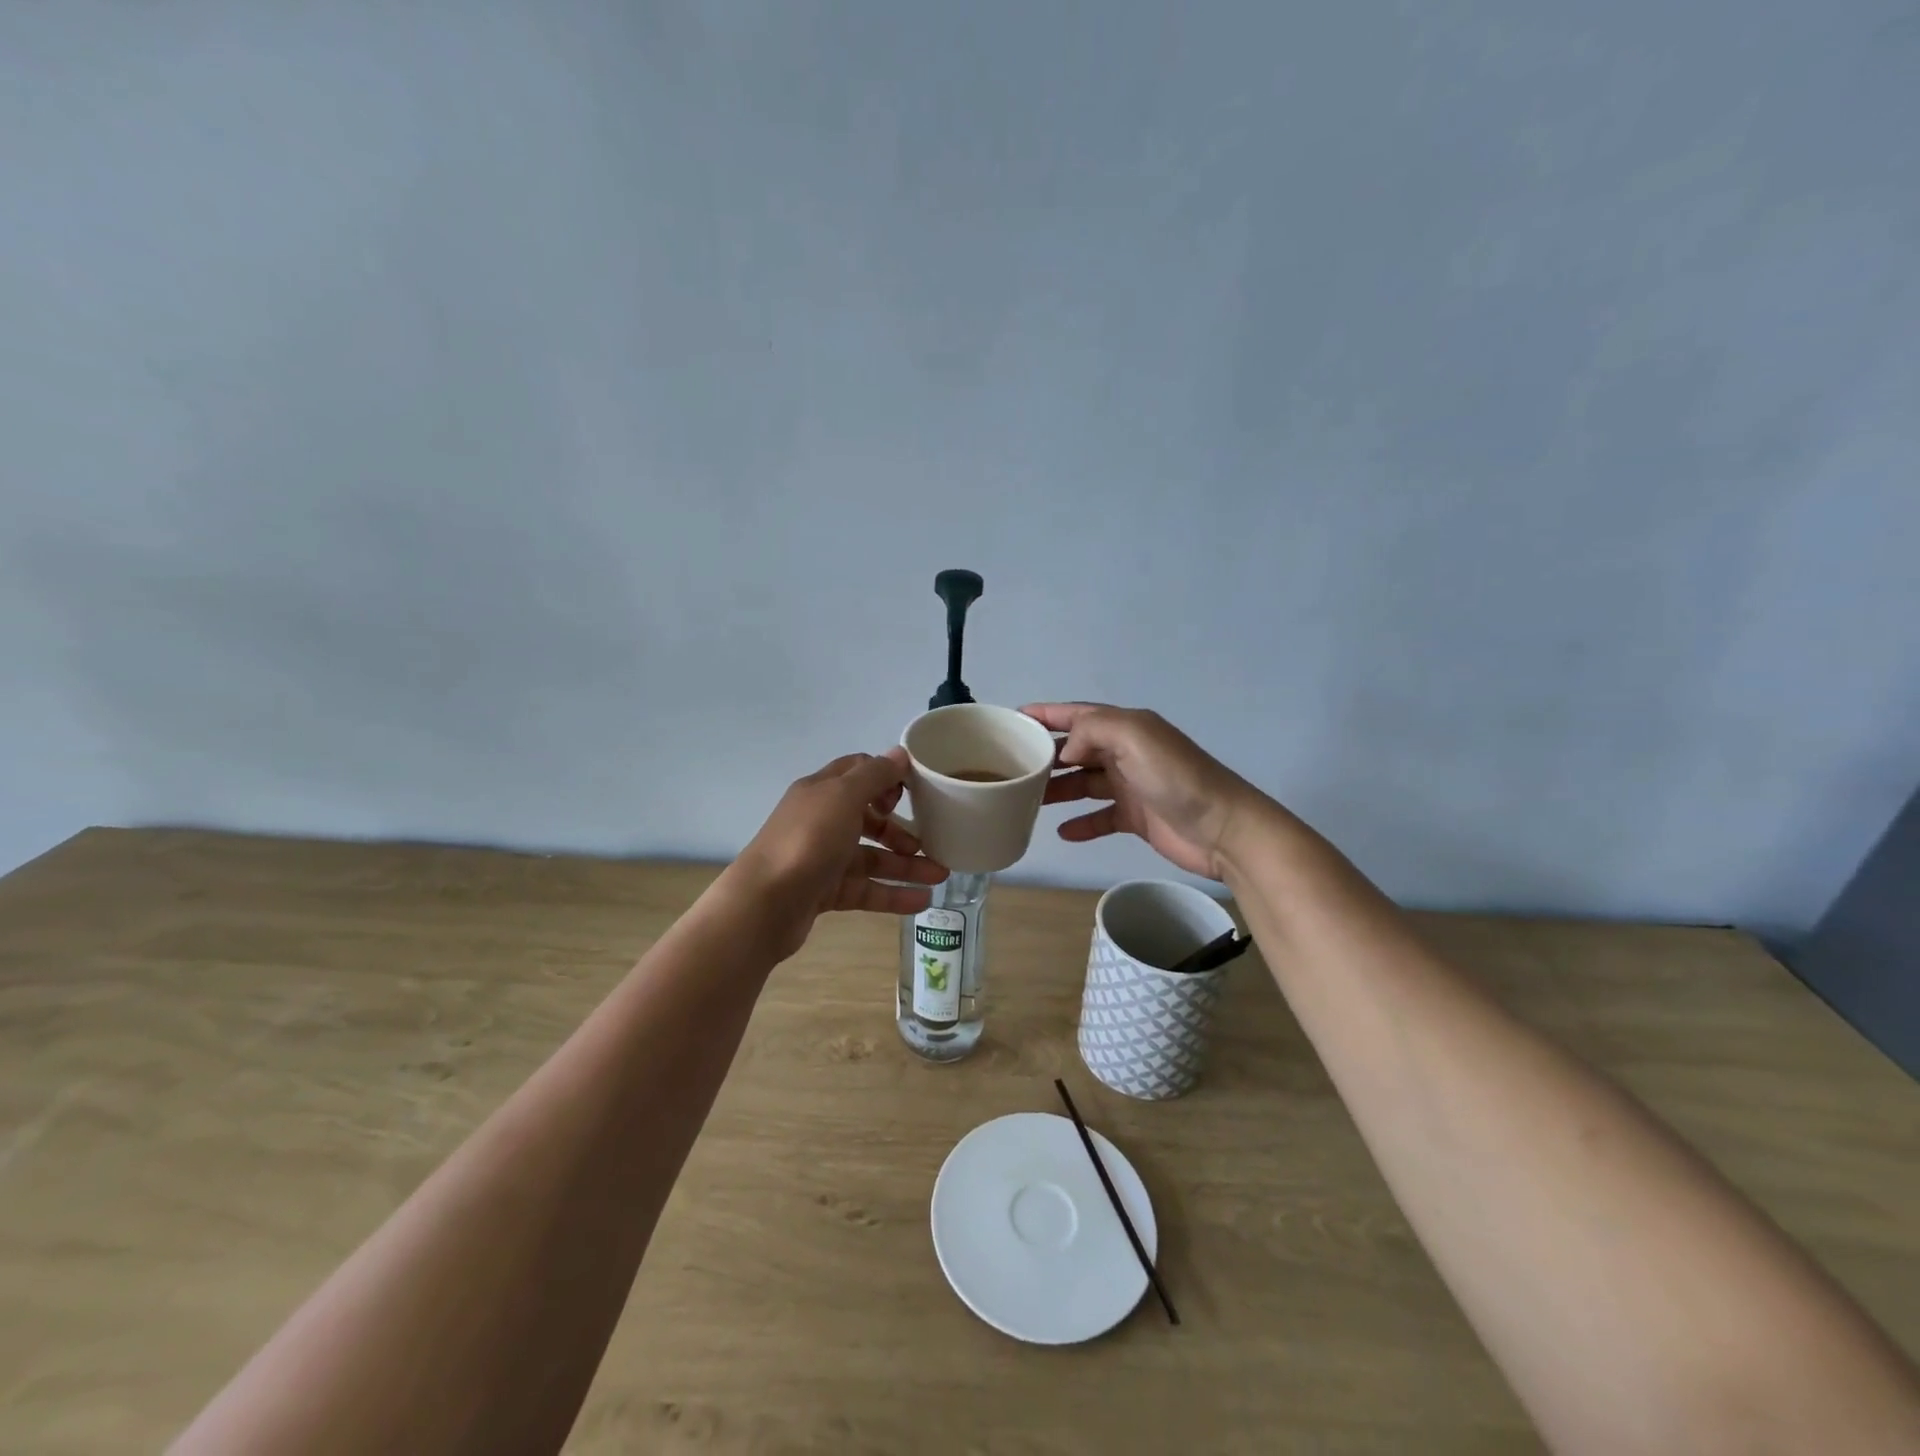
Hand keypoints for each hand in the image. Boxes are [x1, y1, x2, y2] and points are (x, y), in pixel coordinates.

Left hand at [725, 748, 948, 960]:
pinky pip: (865, 889)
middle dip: (901, 828)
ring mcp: (822, 858)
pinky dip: (893, 894)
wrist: (764, 904)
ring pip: (871, 857)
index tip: (915, 792)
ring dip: (906, 865)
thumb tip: (900, 753)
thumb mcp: (844, 797)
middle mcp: (821, 821)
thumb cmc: (807, 840)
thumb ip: (875, 775)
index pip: (858, 772)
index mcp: (822, 791)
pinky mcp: (824, 892)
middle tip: (929, 839)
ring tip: (940, 875)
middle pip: (868, 818)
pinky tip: (922, 901)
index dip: (887, 778)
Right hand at [1026, 703, 1264, 879]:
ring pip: (1083, 783)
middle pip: (1076, 750)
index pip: (1077, 714)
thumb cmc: (1177, 778)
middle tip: (1011, 768)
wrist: (1224, 829)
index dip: (1046, 714)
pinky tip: (1062, 832)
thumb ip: (1094, 730)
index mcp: (1126, 727)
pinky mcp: (1136, 818)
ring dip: (1057, 790)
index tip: (1012, 720)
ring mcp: (1131, 786)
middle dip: (1045, 756)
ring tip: (1026, 800)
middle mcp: (1126, 752)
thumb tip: (1065, 750)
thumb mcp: (1135, 737)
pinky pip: (1100, 817)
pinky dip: (1081, 823)